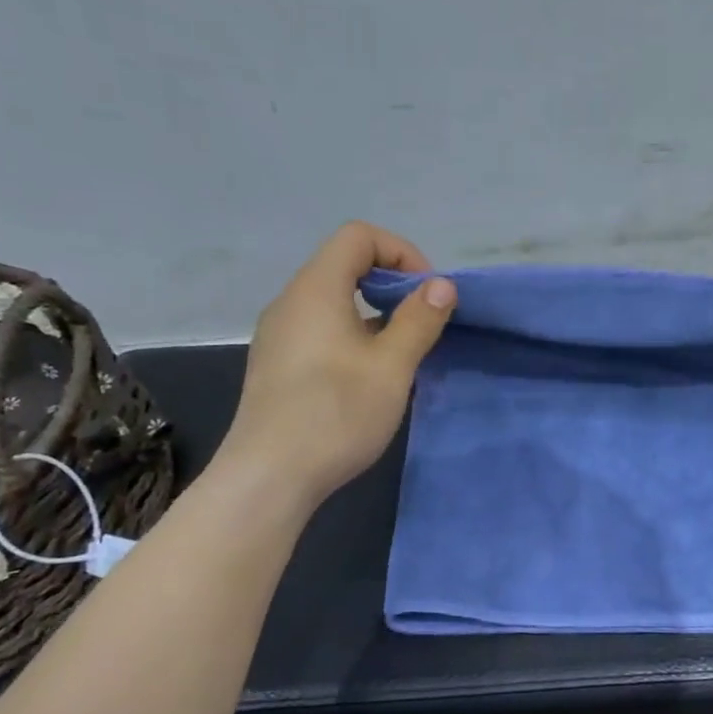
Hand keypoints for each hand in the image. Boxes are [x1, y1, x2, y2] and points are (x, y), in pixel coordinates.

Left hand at [220, 222, 454, 504]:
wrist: (269, 477)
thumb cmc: (336, 414)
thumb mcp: (392, 367)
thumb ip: (419, 320)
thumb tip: (442, 285)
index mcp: (316, 289)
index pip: (359, 237)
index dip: (401, 252)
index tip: (427, 295)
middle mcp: (291, 302)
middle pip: (344, 265)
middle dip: (392, 285)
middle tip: (422, 324)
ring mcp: (278, 335)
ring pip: (333, 301)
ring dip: (374, 314)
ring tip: (400, 355)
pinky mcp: (276, 365)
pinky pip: (320, 330)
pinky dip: (352, 336)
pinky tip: (367, 379)